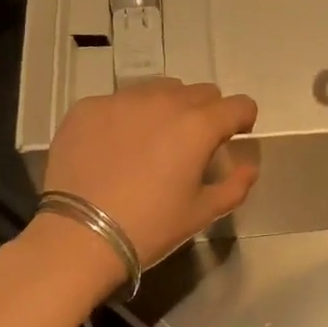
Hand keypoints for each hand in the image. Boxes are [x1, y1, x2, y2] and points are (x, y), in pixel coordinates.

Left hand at [38, 80, 258, 272]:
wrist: (77, 237)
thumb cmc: (148, 227)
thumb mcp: (201, 214)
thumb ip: (235, 185)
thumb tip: (249, 166)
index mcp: (198, 125)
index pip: (239, 105)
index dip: (243, 119)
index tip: (234, 136)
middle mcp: (165, 100)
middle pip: (201, 91)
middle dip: (205, 112)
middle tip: (191, 143)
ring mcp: (123, 99)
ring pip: (159, 89)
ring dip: (166, 108)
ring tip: (151, 140)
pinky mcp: (89, 106)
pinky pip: (119, 101)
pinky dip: (126, 117)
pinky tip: (113, 147)